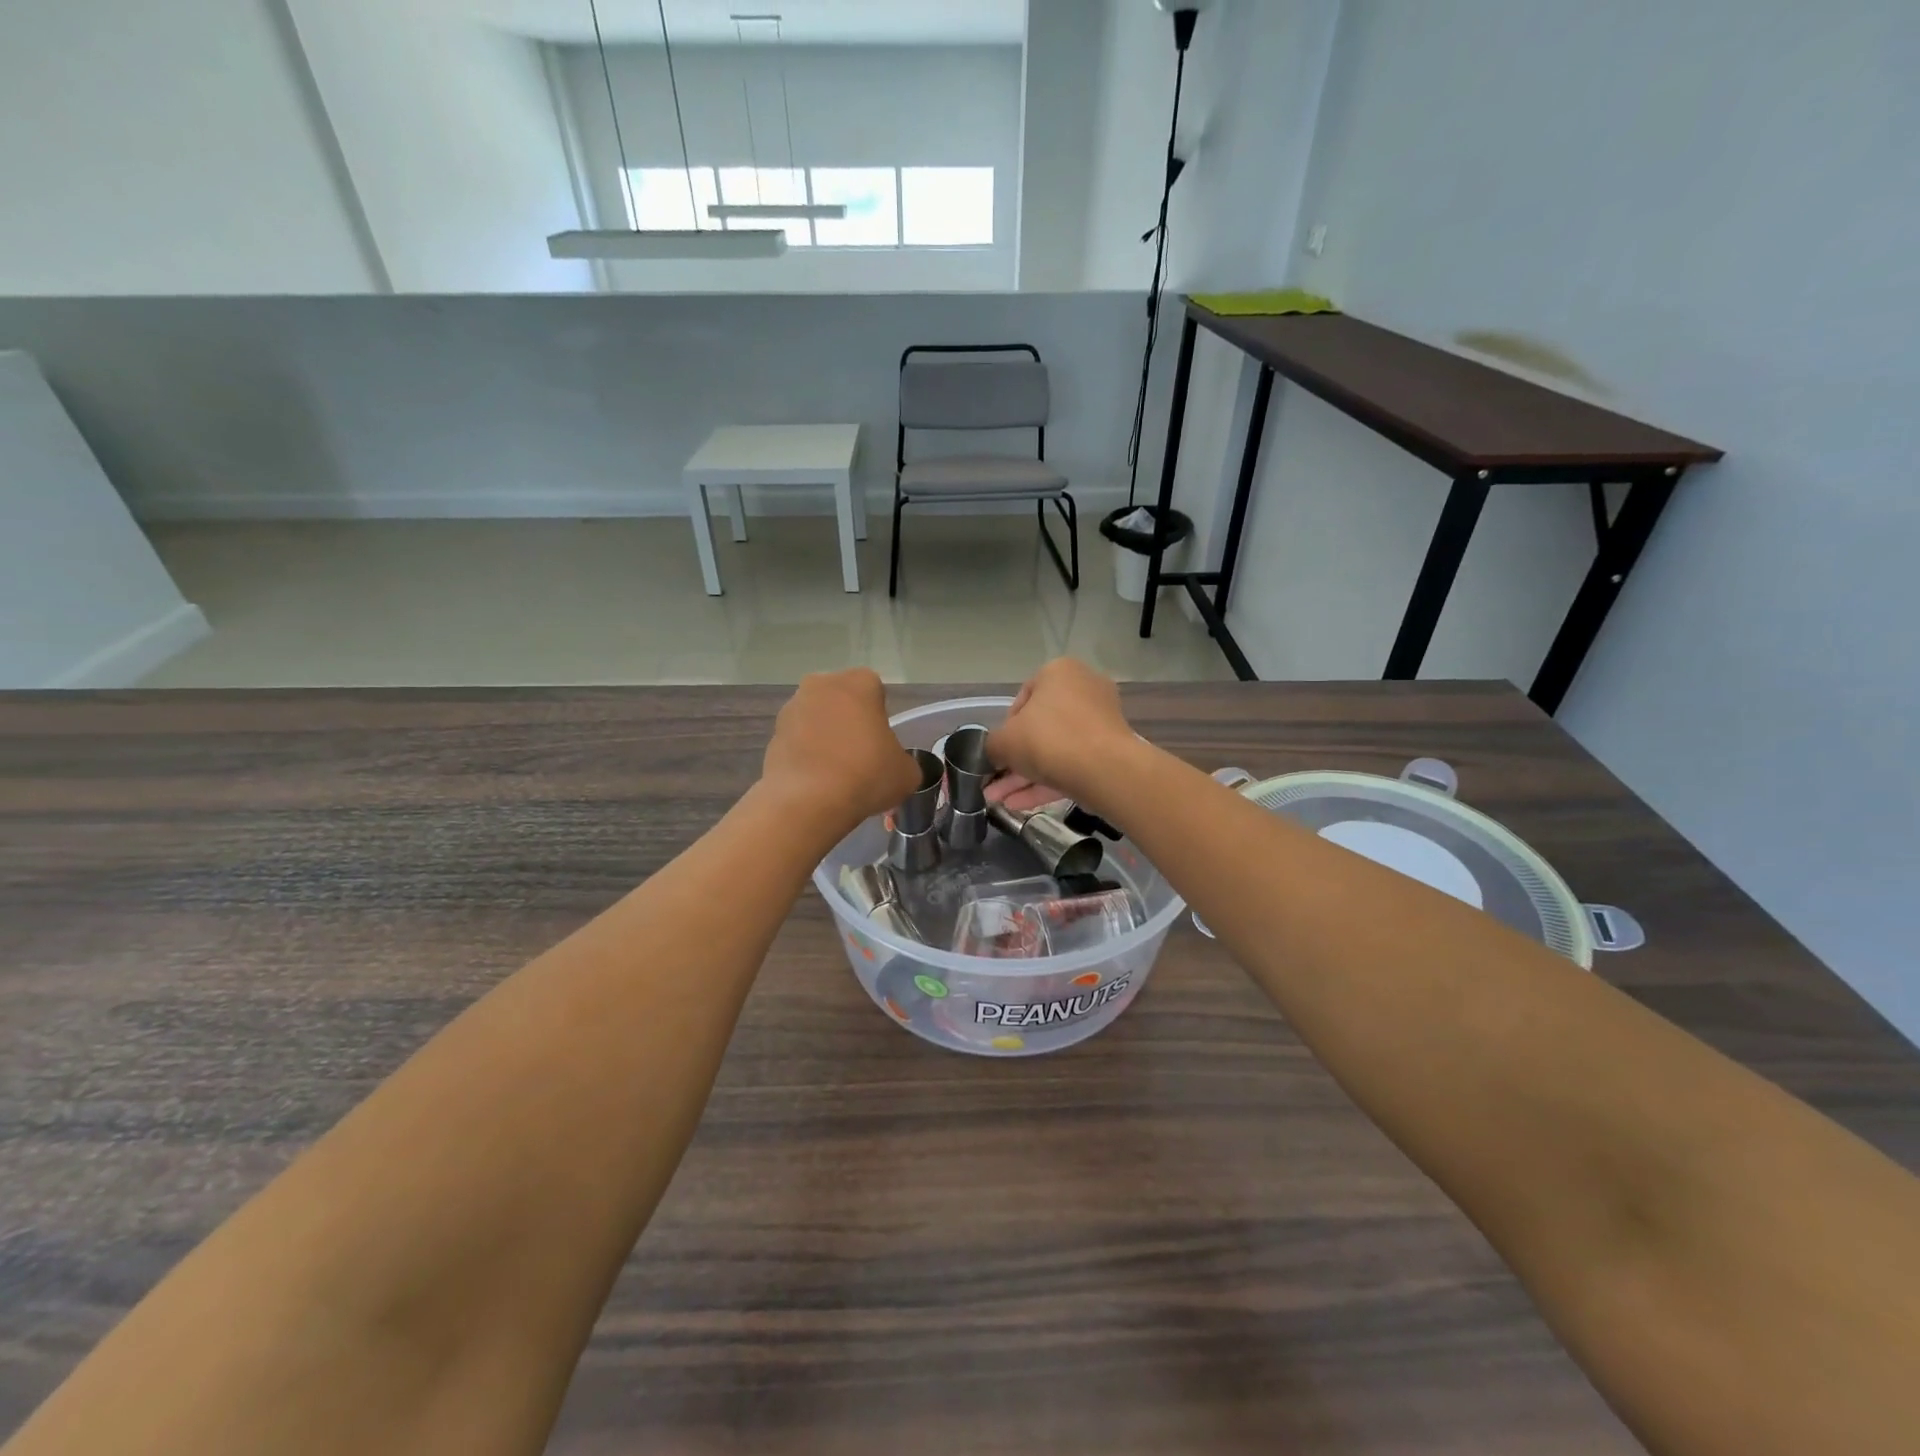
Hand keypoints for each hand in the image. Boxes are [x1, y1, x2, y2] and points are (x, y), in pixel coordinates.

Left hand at [761, 669, 920, 835]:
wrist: (809, 801)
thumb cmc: (866, 775)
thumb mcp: (906, 773)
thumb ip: (902, 761)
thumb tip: (893, 767)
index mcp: (859, 682)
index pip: (875, 691)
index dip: (880, 718)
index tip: (881, 744)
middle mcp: (822, 685)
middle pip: (842, 701)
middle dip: (849, 723)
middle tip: (860, 757)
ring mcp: (792, 709)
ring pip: (817, 720)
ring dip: (825, 739)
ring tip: (837, 775)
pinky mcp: (772, 735)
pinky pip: (797, 742)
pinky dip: (806, 756)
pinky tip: (817, 783)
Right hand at [986, 659, 1140, 814]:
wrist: (1106, 770)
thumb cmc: (1049, 739)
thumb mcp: (1004, 741)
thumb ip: (992, 745)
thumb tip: (995, 754)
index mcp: (1058, 672)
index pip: (1022, 699)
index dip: (1005, 729)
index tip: (998, 752)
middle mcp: (1083, 690)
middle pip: (1039, 728)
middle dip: (1013, 761)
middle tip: (994, 783)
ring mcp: (1100, 722)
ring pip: (1054, 750)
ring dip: (1025, 777)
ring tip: (999, 802)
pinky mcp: (1110, 752)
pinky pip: (1072, 764)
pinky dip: (1047, 783)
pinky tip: (1019, 805)